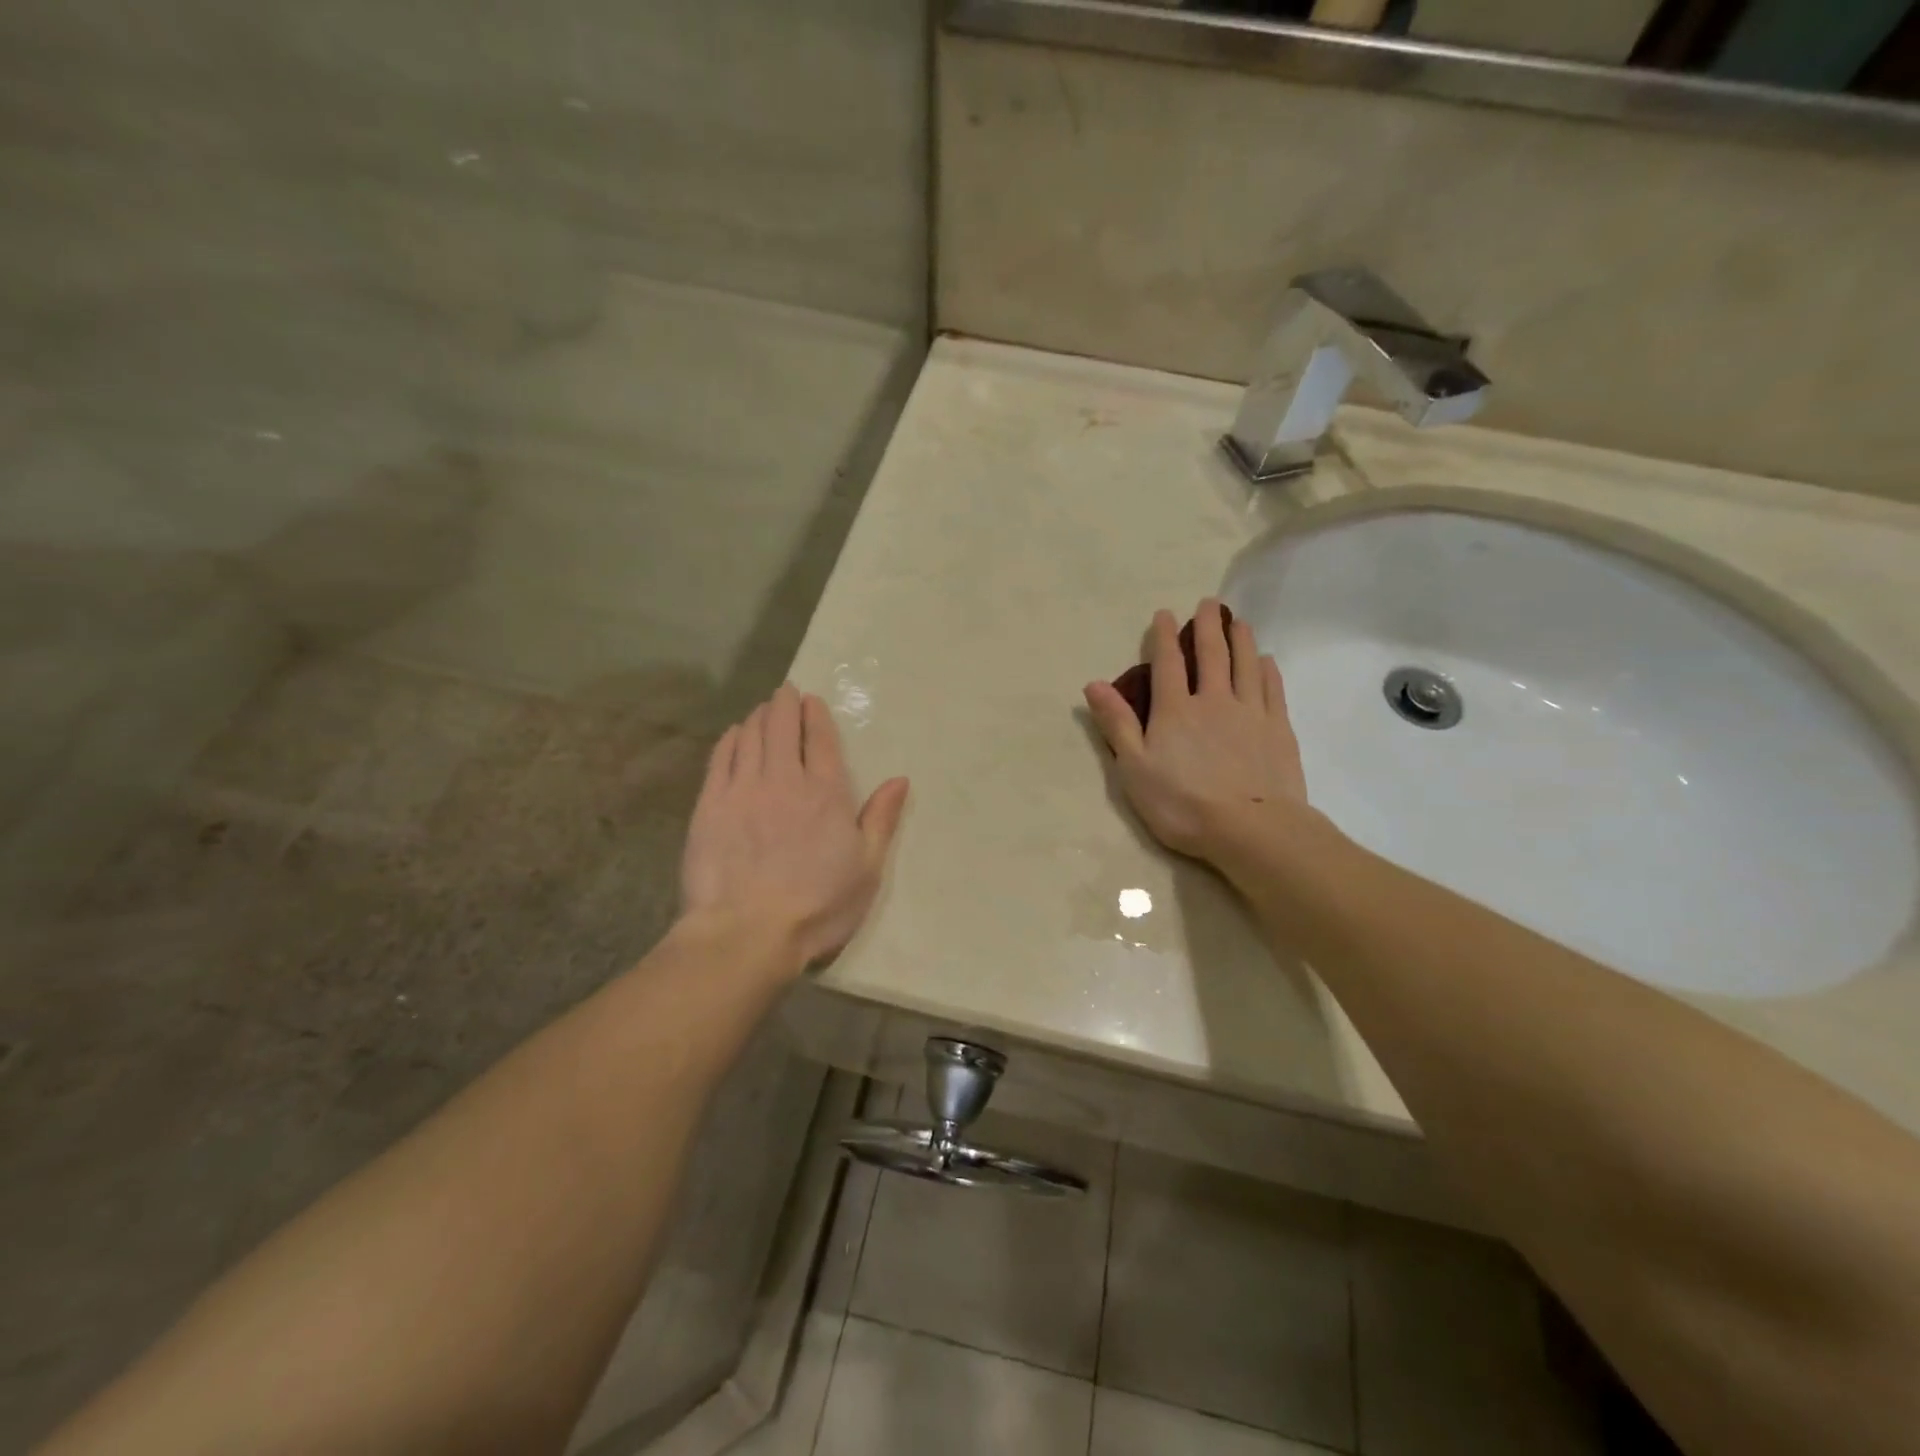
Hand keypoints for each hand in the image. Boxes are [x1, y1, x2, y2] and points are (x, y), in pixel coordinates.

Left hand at [680, 683, 908, 972]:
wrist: (747, 932)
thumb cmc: (818, 906)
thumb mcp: (866, 868)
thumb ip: (881, 820)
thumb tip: (900, 780)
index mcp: (826, 793)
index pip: (819, 739)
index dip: (815, 715)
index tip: (811, 701)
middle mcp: (784, 779)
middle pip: (781, 727)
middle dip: (784, 704)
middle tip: (785, 694)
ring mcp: (743, 789)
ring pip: (749, 736)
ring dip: (758, 717)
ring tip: (763, 710)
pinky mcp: (711, 805)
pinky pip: (721, 758)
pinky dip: (730, 739)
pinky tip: (734, 734)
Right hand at [1083, 599, 1312, 864]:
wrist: (1250, 829)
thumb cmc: (1182, 803)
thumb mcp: (1134, 768)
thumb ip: (1117, 724)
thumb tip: (1094, 684)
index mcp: (1175, 710)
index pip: (1168, 664)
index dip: (1165, 636)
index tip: (1165, 614)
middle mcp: (1214, 701)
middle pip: (1212, 655)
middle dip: (1208, 627)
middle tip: (1210, 603)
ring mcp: (1250, 713)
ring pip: (1245, 666)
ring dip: (1241, 640)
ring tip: (1239, 622)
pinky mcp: (1277, 730)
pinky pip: (1272, 690)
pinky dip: (1268, 671)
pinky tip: (1266, 661)